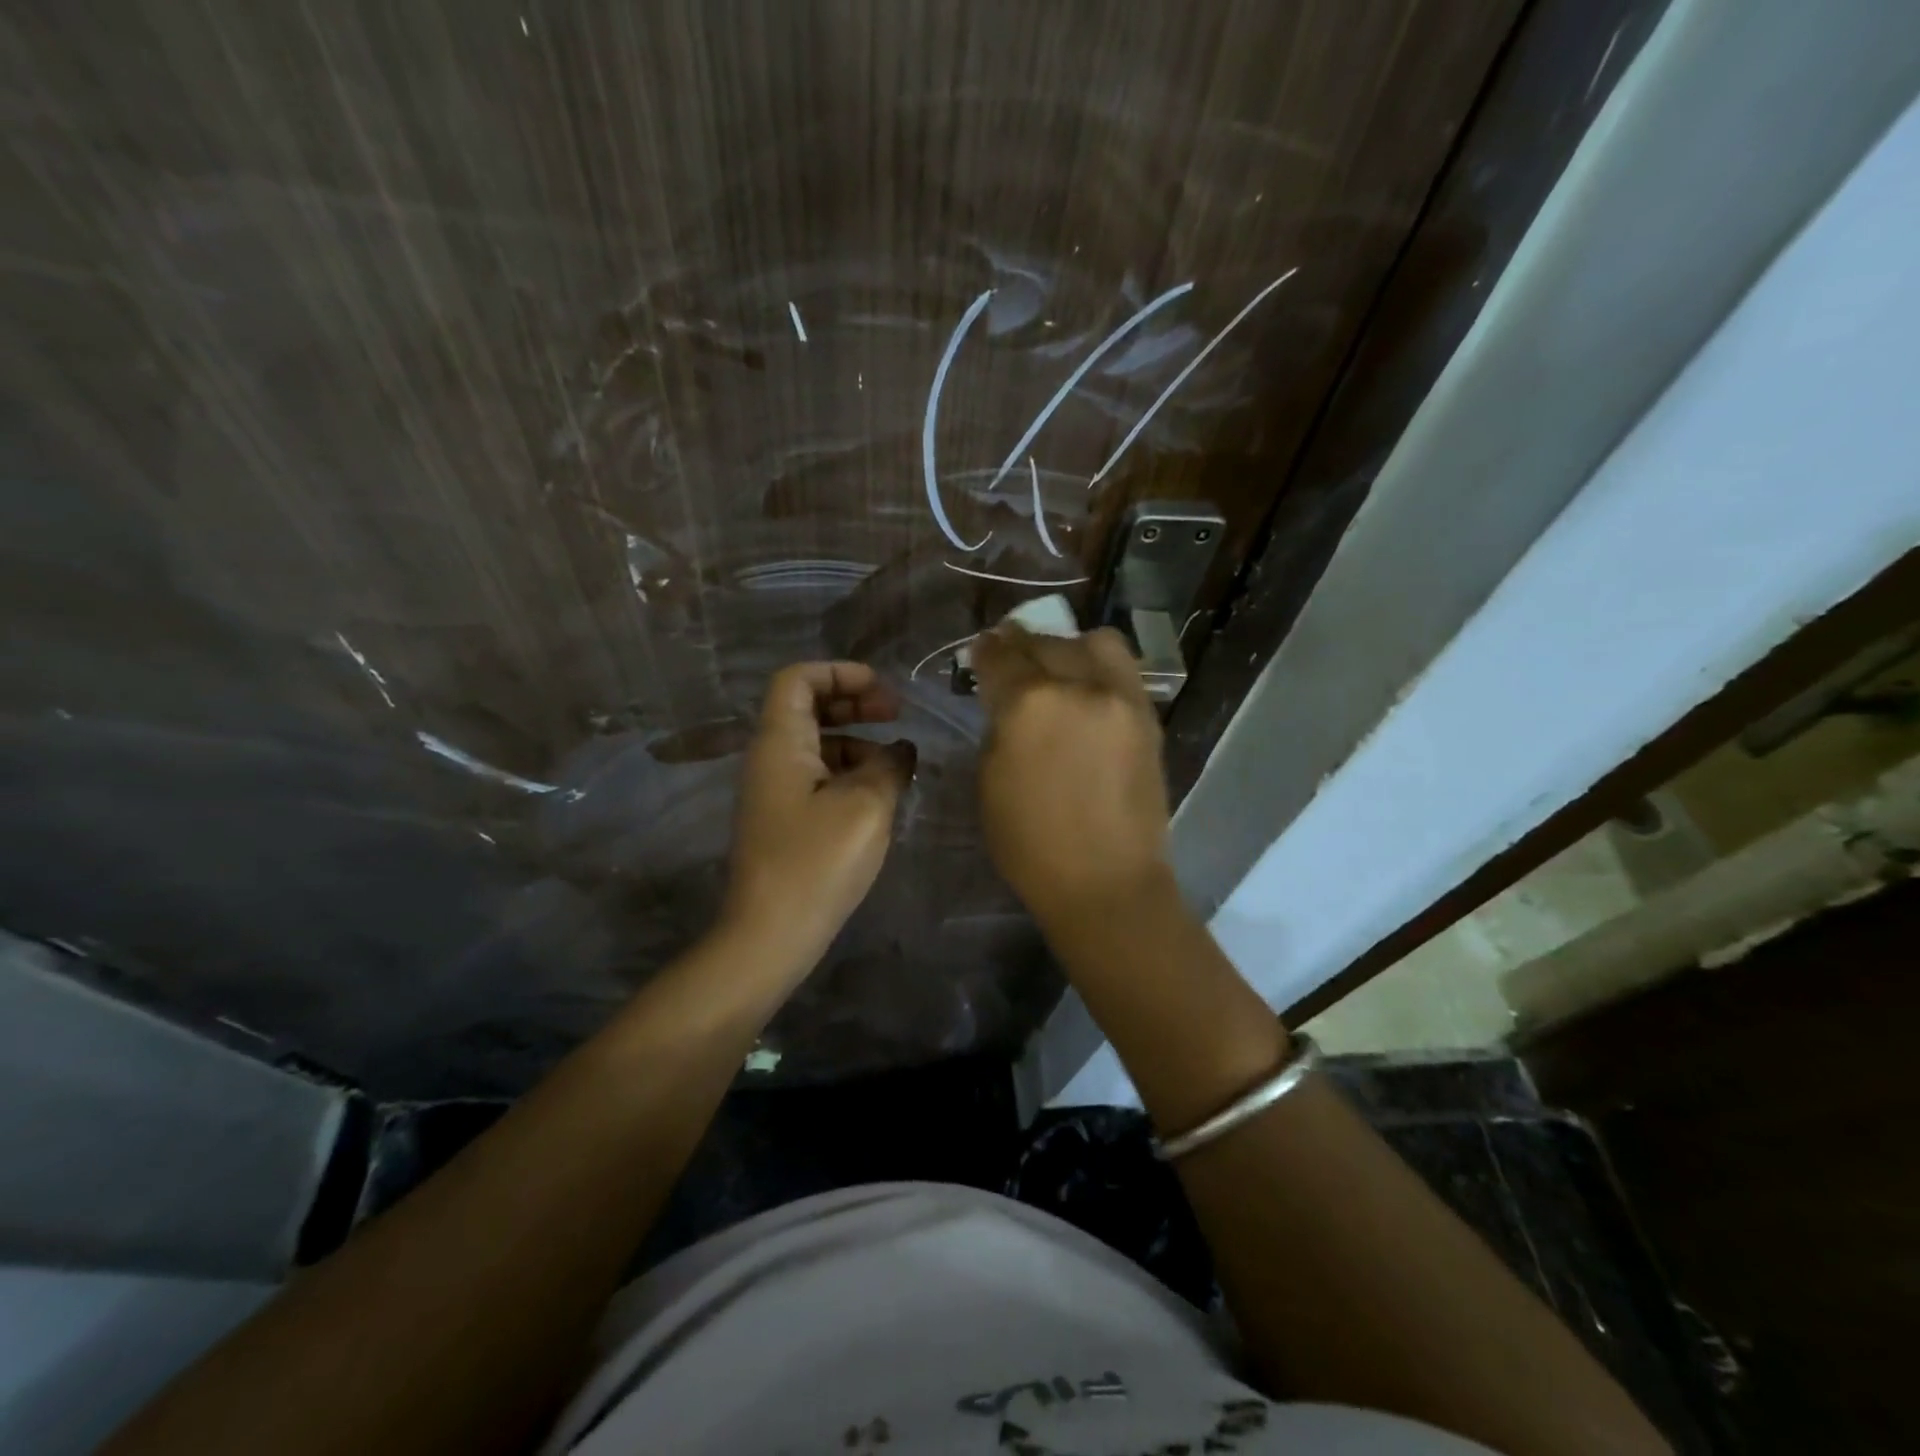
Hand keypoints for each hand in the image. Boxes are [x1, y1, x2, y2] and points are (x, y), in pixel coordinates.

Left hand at [722, 662, 915, 978]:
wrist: (771, 935)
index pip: (798, 678)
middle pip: (808, 708)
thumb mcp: (867, 806)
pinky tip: (881, 794)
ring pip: (816, 744)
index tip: (883, 691)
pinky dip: (849, 772)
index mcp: (780, 742)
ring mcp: (775, 792)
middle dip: (855, 703)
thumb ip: (889, 766)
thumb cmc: (817, 862)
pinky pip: (818, 777)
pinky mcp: (785, 820)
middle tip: (897, 714)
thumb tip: (901, 749)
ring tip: (898, 762)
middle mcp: (770, 758)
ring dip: (857, 741)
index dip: (841, 673)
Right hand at [970, 624, 1172, 928]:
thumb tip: (1006, 702)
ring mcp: (1121, 698)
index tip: (981, 650)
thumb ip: (999, 728)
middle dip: (1022, 644)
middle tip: (1011, 656)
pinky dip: (1099, 669)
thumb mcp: (990, 781)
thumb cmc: (1032, 845)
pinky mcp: (1148, 716)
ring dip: (1069, 648)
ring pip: (1094, 642)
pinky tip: (1087, 692)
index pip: (1001, 656)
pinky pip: (1122, 670)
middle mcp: (1079, 686)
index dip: (986, 650)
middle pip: (1046, 642)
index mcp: (1029, 704)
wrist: (1107, 882)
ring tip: (1058, 669)